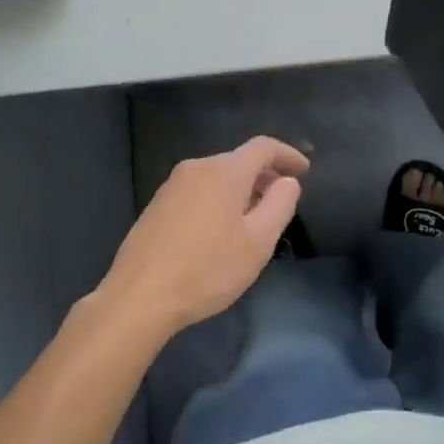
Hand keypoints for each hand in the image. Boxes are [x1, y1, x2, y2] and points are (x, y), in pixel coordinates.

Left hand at [99, 136, 308, 340]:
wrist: (139, 296)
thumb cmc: (207, 269)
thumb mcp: (257, 242)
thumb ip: (279, 205)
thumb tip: (287, 181)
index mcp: (224, 171)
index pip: (263, 147)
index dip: (287, 155)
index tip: (304, 171)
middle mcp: (197, 167)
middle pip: (239, 161)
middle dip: (264, 176)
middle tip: (282, 201)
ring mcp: (172, 185)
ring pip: (217, 176)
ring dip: (241, 190)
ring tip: (253, 220)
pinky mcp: (157, 204)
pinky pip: (199, 190)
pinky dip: (218, 200)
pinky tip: (220, 231)